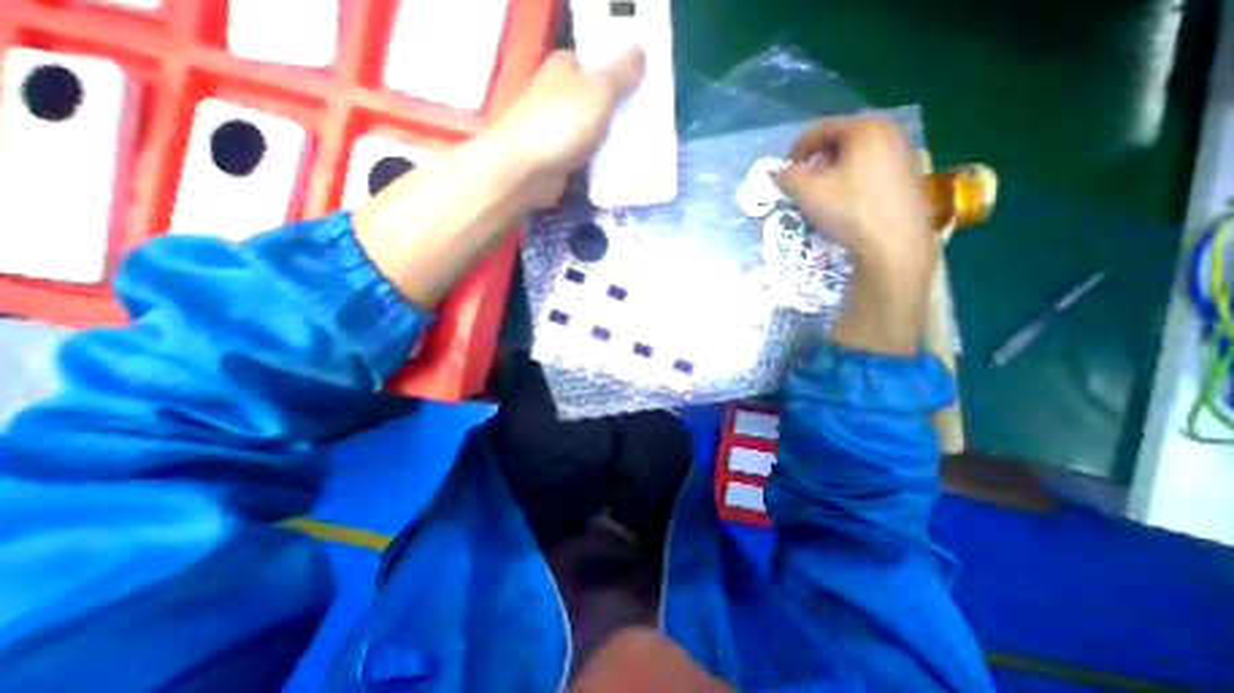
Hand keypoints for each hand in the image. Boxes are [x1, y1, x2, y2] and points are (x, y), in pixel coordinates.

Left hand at [492, 49, 645, 209]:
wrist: (527, 169)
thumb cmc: (563, 123)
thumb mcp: (600, 92)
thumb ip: (622, 74)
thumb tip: (640, 50)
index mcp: (564, 67)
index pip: (595, 64)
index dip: (619, 75)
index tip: (642, 91)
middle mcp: (556, 94)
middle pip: (595, 99)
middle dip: (617, 111)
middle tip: (643, 123)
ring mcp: (554, 127)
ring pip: (590, 130)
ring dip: (609, 140)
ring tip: (636, 147)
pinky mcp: (556, 156)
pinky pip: (584, 156)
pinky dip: (597, 161)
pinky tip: (616, 167)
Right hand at [775, 116, 929, 267]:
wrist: (894, 243)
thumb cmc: (849, 210)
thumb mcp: (807, 193)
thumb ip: (788, 177)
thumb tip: (780, 173)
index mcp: (865, 129)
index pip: (823, 129)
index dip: (798, 147)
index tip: (785, 167)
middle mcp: (889, 132)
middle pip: (842, 139)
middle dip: (818, 158)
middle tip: (803, 179)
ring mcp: (904, 153)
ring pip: (858, 154)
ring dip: (835, 168)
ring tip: (822, 190)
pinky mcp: (909, 175)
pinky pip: (872, 167)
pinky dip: (853, 177)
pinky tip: (845, 199)